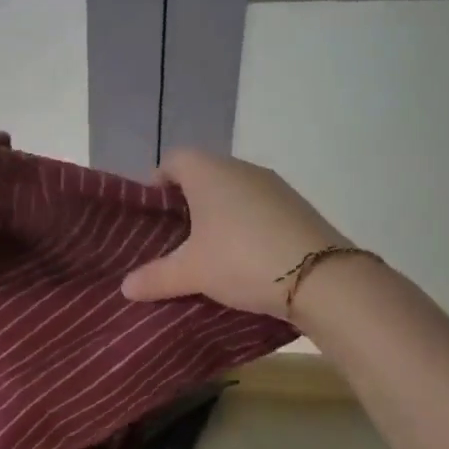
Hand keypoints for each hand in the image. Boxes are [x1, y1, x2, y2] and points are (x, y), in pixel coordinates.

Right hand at [121, 148, 348, 317]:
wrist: (322, 278)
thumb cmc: (242, 260)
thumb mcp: (192, 273)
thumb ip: (155, 277)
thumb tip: (126, 287)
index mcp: (208, 171)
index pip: (173, 160)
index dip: (157, 184)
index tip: (153, 217)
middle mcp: (240, 168)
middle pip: (203, 174)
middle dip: (187, 203)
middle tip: (175, 238)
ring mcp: (273, 185)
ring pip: (232, 191)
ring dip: (218, 214)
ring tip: (209, 250)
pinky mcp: (296, 205)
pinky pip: (258, 206)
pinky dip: (245, 223)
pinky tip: (245, 256)